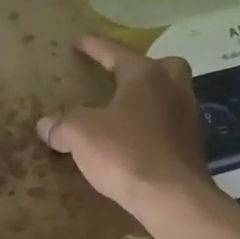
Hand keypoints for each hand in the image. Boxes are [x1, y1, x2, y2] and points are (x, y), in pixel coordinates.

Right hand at [36, 36, 212, 221]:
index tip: (79, 41)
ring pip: (171, 94)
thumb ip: (62, 125)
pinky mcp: (194, 145)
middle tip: (121, 79)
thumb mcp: (81, 135)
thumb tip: (45, 125)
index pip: (115, 52)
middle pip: (162, 65)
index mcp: (145, 75)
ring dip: (152, 97)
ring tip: (126, 112)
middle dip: (142, 68)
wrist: (172, 197)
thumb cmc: (126, 154)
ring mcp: (188, 116)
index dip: (94, 46)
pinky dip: (156, 125)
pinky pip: (172, 124)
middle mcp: (173, 88)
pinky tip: (138, 140)